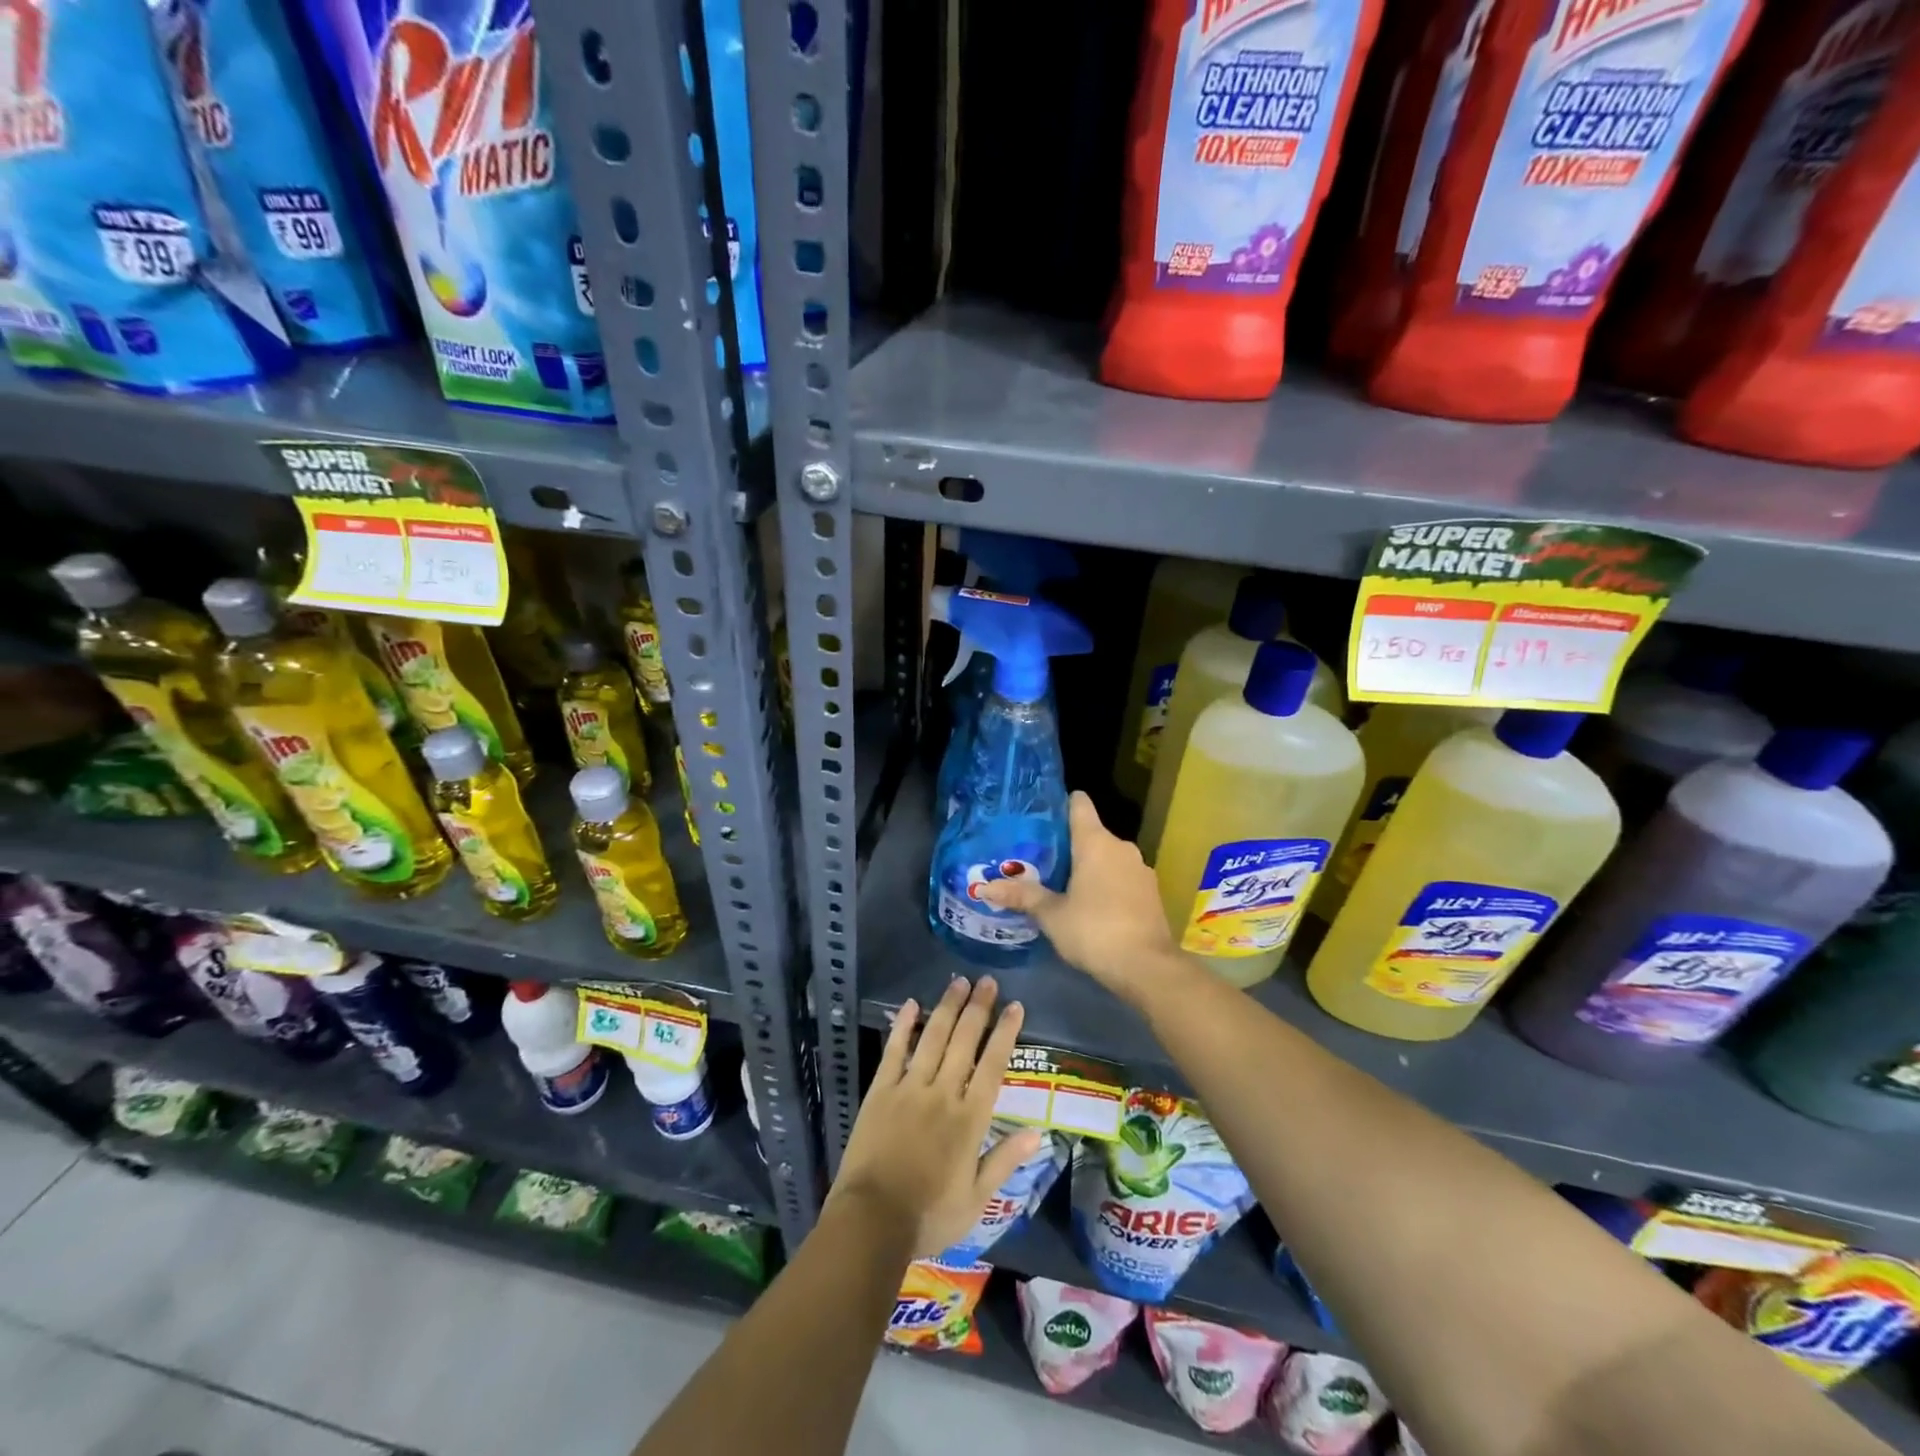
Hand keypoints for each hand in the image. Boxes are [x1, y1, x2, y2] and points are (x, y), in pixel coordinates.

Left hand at [829, 976, 1041, 1257]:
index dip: (1005, 1033)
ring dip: (947, 1008)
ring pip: (933, 1038)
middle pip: (964, 1042)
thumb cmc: (929, 1216)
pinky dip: (903, 1025)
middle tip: (988, 982)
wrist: (872, 1220)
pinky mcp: (880, 1091)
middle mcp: (943, 1094)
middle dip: (978, 1009)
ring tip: (959, 982)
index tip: (1015, 1006)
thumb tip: (1037, 1132)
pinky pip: (894, 1051)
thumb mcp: (976, 1199)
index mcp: (969, 1119)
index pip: (993, 1065)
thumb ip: (1004, 1161)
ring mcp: (909, 1088)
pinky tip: (911, 1004)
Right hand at [977, 791, 1176, 1002]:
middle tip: (1039, 860)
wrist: (1147, 966)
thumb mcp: (1052, 915)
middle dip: (1068, 844)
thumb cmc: (1094, 930)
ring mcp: (1140, 868)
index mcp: (1095, 842)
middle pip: (1091, 832)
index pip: (1079, 804)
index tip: (1041, 816)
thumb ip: (1022, 896)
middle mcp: (1120, 847)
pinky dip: (1107, 883)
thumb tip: (985, 888)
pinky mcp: (1151, 891)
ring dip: (1089, 866)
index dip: (1061, 804)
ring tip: (1061, 883)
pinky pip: (1122, 876)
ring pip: (1108, 856)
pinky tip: (1091, 905)